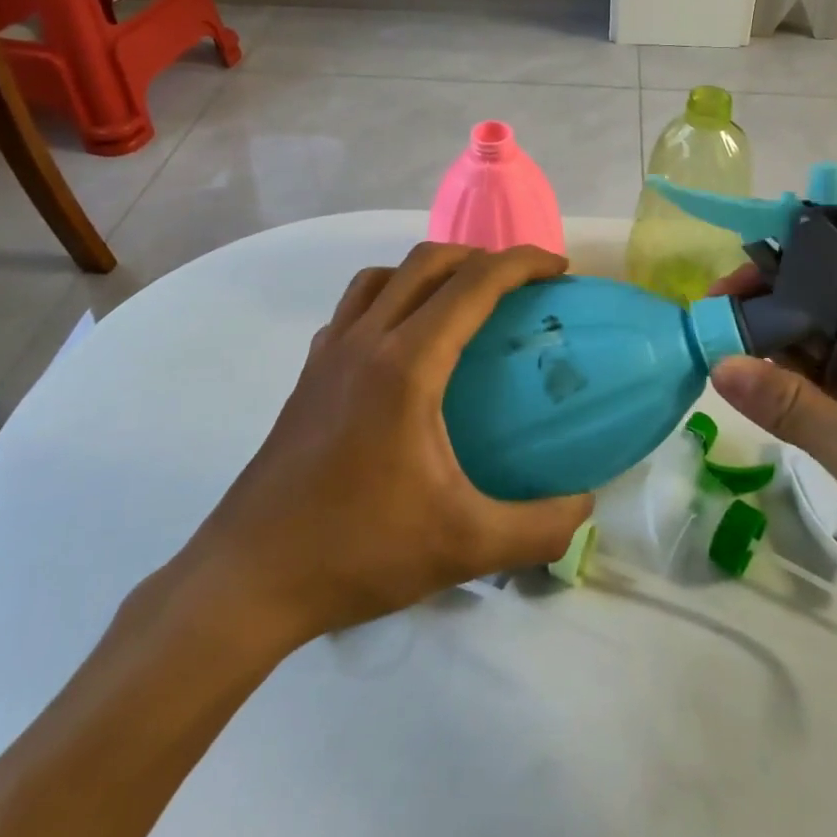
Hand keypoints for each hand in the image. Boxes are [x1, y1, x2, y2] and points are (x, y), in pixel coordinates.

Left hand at [162, 243, 592, 651]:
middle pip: (428, 261)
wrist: (249, 579)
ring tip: (463, 301)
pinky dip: (390, 297)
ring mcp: (330, 353)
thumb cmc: (358, 551)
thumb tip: (587, 504)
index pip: (474, 283)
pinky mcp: (309, 374)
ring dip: (431, 270)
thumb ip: (538, 528)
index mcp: (407, 364)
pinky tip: (405, 342)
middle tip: (519, 285)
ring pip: (384, 276)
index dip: (523, 263)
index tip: (560, 270)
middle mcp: (366, 340)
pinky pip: (354, 307)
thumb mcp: (464, 547)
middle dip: (481, 256)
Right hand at [708, 212, 836, 639]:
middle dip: (779, 280)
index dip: (829, 225)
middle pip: (836, 281)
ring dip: (773, 324)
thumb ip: (793, 406)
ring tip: (717, 331)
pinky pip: (817, 371)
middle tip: (721, 299)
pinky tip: (741, 373)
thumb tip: (718, 362)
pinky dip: (780, 366)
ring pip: (821, 326)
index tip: (766, 237)